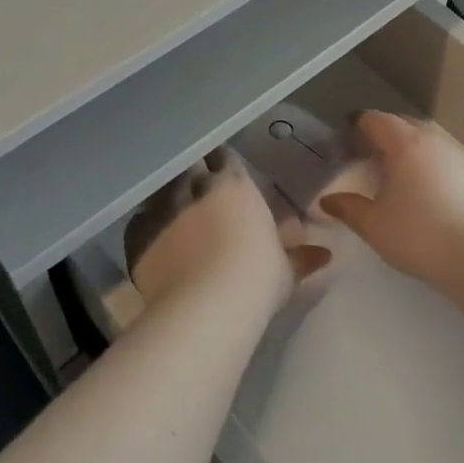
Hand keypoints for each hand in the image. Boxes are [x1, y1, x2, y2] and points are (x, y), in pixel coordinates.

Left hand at [126, 149, 329, 313]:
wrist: (206, 306)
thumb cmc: (257, 280)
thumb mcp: (286, 270)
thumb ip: (300, 256)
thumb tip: (325, 254)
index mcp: (234, 184)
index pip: (223, 156)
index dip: (222, 163)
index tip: (222, 173)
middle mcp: (195, 185)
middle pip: (189, 164)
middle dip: (192, 172)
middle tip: (196, 188)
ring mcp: (162, 206)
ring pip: (161, 188)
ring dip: (168, 197)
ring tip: (172, 212)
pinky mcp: (138, 232)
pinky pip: (139, 220)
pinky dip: (146, 226)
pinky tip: (154, 240)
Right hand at [318, 111, 463, 286]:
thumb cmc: (418, 234)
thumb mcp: (373, 224)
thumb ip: (347, 207)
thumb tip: (327, 200)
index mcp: (404, 143)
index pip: (374, 120)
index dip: (356, 126)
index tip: (343, 140)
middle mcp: (431, 140)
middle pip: (400, 124)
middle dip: (380, 134)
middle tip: (363, 155)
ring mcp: (454, 156)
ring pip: (423, 139)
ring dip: (404, 148)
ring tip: (390, 172)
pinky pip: (438, 156)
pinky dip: (423, 162)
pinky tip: (418, 188)